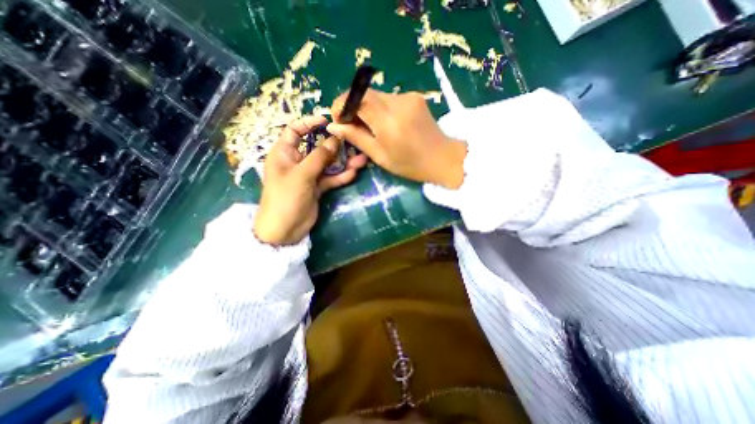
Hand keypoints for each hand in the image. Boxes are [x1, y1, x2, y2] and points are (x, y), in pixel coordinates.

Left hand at [253, 117, 368, 247]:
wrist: (284, 230)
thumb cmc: (285, 198)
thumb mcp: (302, 174)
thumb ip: (319, 157)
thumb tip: (335, 139)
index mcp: (284, 153)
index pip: (294, 130)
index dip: (309, 123)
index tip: (327, 121)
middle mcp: (297, 161)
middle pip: (317, 147)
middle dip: (335, 145)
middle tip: (352, 142)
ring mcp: (309, 175)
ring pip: (328, 164)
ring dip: (343, 162)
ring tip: (361, 159)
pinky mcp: (317, 187)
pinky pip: (331, 178)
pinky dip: (341, 176)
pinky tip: (354, 173)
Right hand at [329, 90, 467, 187]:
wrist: (442, 158)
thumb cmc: (409, 164)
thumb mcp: (379, 156)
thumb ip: (356, 138)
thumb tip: (333, 126)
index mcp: (388, 121)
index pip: (356, 98)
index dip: (342, 105)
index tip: (339, 120)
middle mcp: (398, 102)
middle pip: (365, 94)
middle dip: (353, 107)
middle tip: (352, 126)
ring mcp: (408, 97)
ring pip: (377, 96)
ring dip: (367, 109)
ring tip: (370, 128)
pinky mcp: (415, 96)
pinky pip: (389, 99)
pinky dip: (381, 109)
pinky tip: (386, 124)